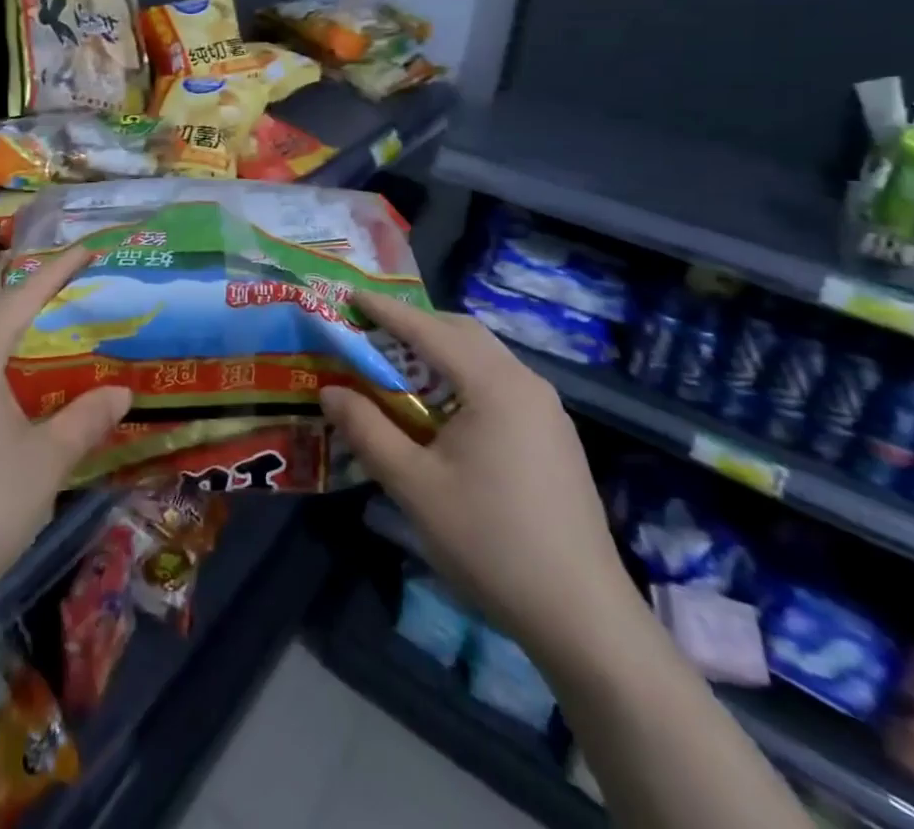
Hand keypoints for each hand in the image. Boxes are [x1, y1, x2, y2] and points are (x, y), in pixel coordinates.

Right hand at [321, 294, 641, 663]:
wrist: (583, 616)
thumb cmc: (490, 542)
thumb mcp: (414, 486)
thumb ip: (367, 430)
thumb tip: (330, 391)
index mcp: (494, 384)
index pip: (429, 330)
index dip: (386, 310)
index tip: (350, 295)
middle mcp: (525, 382)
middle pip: (463, 333)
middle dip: (416, 325)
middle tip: (372, 332)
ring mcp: (547, 409)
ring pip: (484, 357)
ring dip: (441, 351)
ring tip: (400, 367)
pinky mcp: (554, 436)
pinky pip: (500, 383)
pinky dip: (463, 376)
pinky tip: (444, 409)